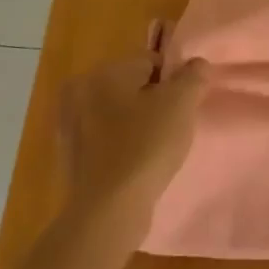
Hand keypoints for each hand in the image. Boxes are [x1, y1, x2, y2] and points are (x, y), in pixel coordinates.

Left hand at [59, 51, 207, 222]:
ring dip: (141, 124)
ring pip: (120, 115)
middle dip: (157, 101)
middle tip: (177, 125)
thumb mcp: (180, 104)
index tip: (188, 104)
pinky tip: (141, 164)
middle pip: (133, 87)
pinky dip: (126, 146)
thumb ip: (193, 76)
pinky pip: (109, 141)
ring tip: (161, 148)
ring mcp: (72, 128)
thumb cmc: (146, 146)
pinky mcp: (73, 158)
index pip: (150, 60)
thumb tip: (197, 64)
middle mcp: (80, 93)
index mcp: (103, 73)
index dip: (175, 79)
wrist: (110, 209)